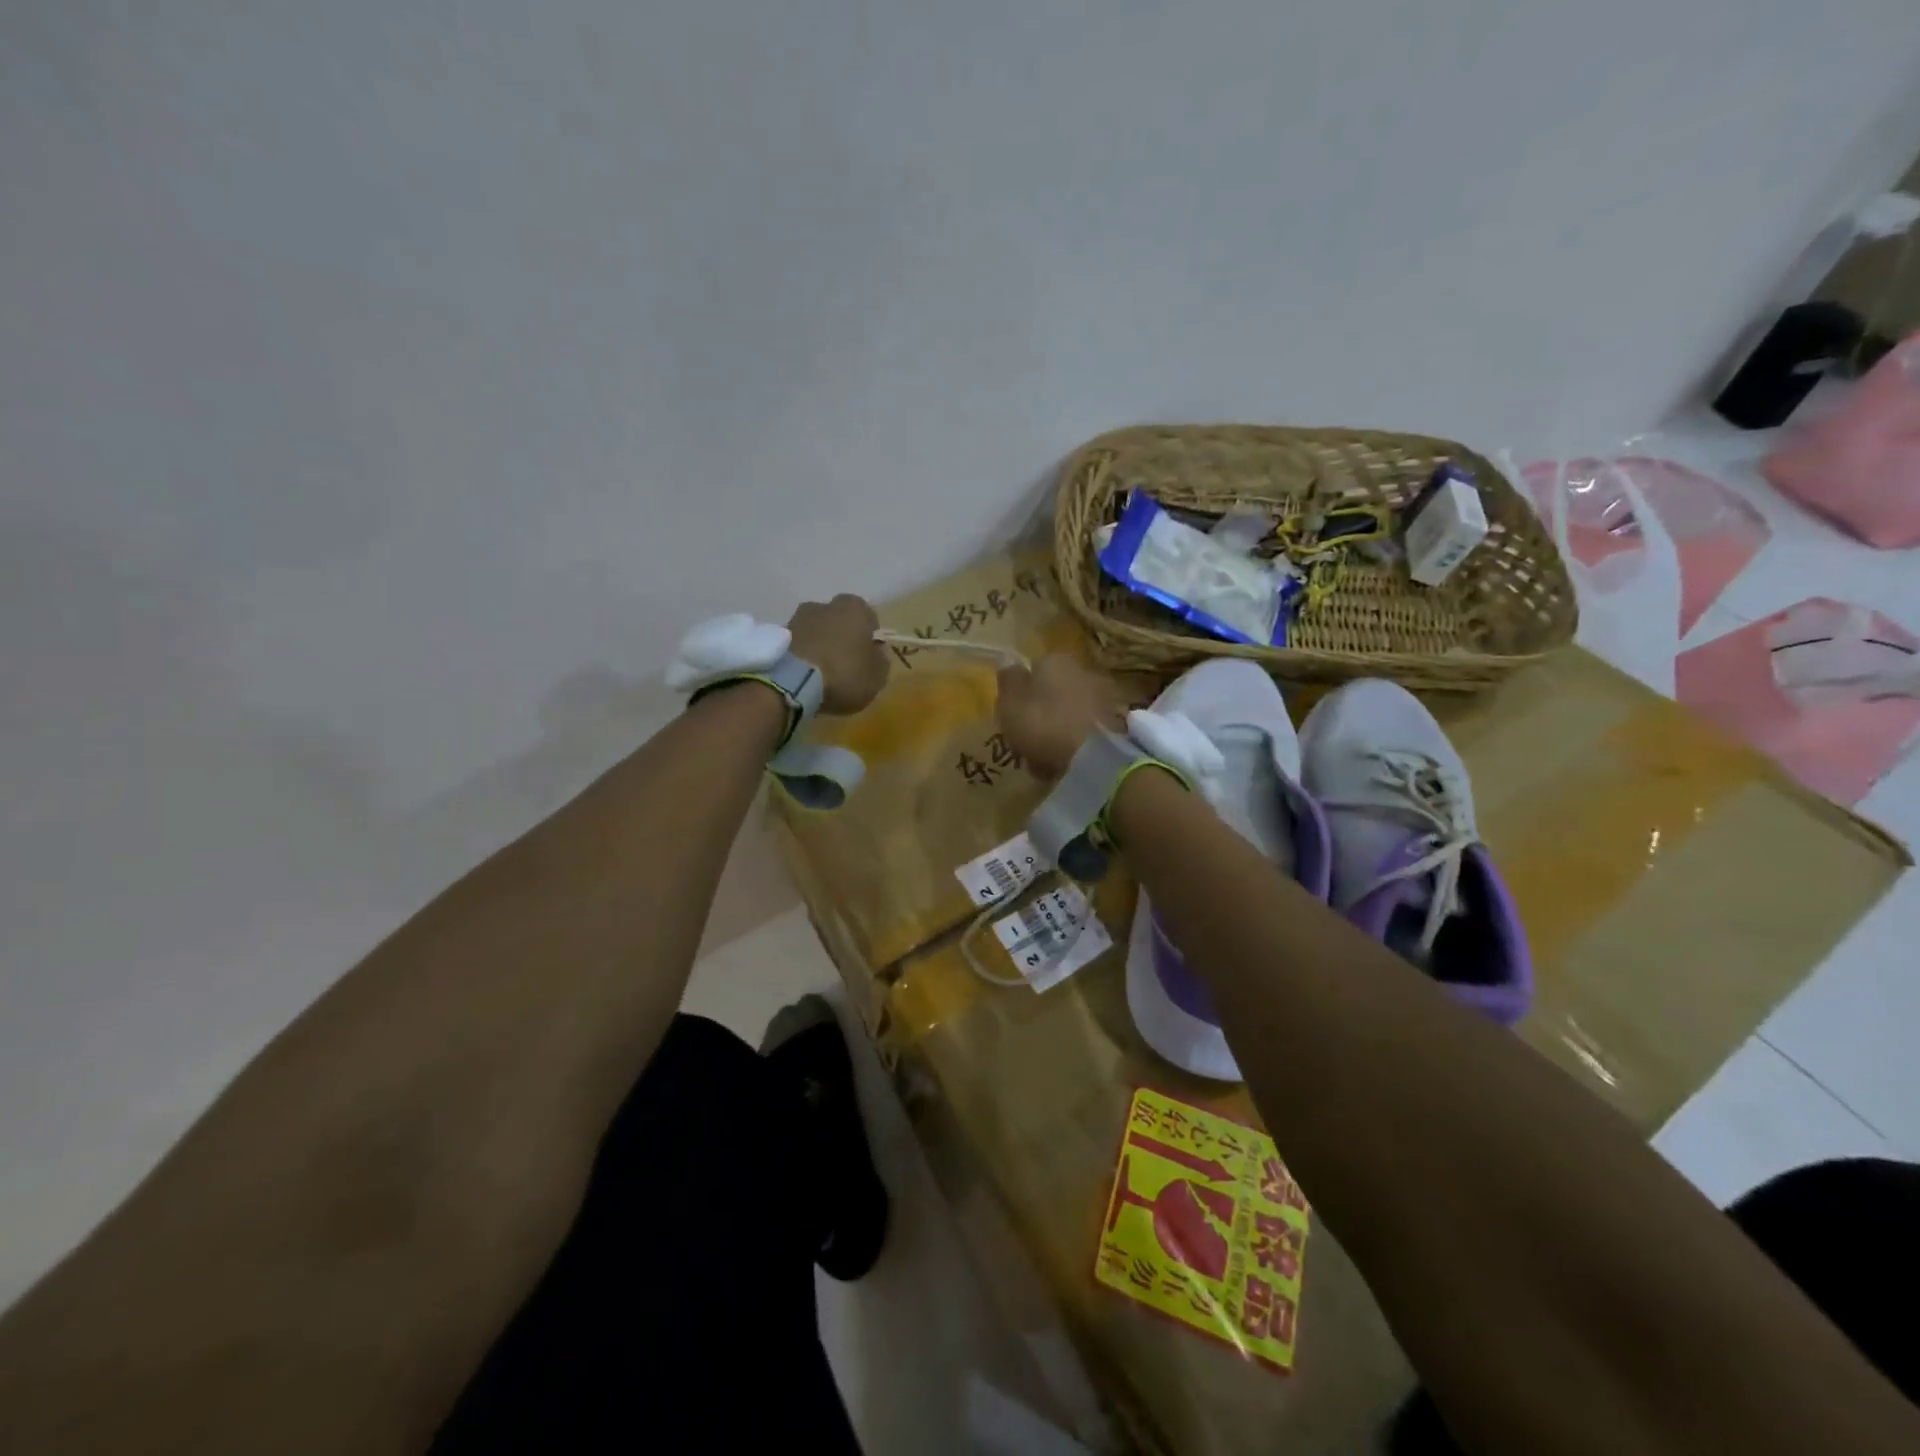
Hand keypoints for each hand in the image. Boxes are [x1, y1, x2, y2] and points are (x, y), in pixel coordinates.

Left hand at [788, 595, 888, 715]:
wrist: (792, 682)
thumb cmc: (844, 673)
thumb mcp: (876, 676)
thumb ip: (881, 661)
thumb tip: (877, 653)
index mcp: (855, 608)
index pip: (868, 617)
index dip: (869, 637)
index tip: (867, 657)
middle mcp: (825, 604)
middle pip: (839, 620)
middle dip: (842, 637)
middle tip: (845, 663)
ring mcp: (798, 618)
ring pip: (816, 630)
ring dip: (820, 645)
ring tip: (821, 672)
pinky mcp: (776, 636)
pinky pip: (798, 643)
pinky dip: (802, 654)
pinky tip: (804, 675)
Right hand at [996, 654, 1128, 778]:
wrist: (1095, 756)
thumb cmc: (1044, 724)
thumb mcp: (1011, 703)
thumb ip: (1008, 680)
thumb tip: (1008, 660)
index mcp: (1055, 660)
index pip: (1032, 670)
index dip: (1021, 695)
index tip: (1013, 717)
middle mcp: (1083, 670)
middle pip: (1054, 691)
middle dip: (1043, 712)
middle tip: (1029, 740)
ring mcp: (1104, 696)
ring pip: (1071, 712)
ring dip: (1060, 730)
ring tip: (1047, 759)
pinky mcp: (1118, 723)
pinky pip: (1088, 731)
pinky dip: (1078, 744)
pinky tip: (1069, 763)